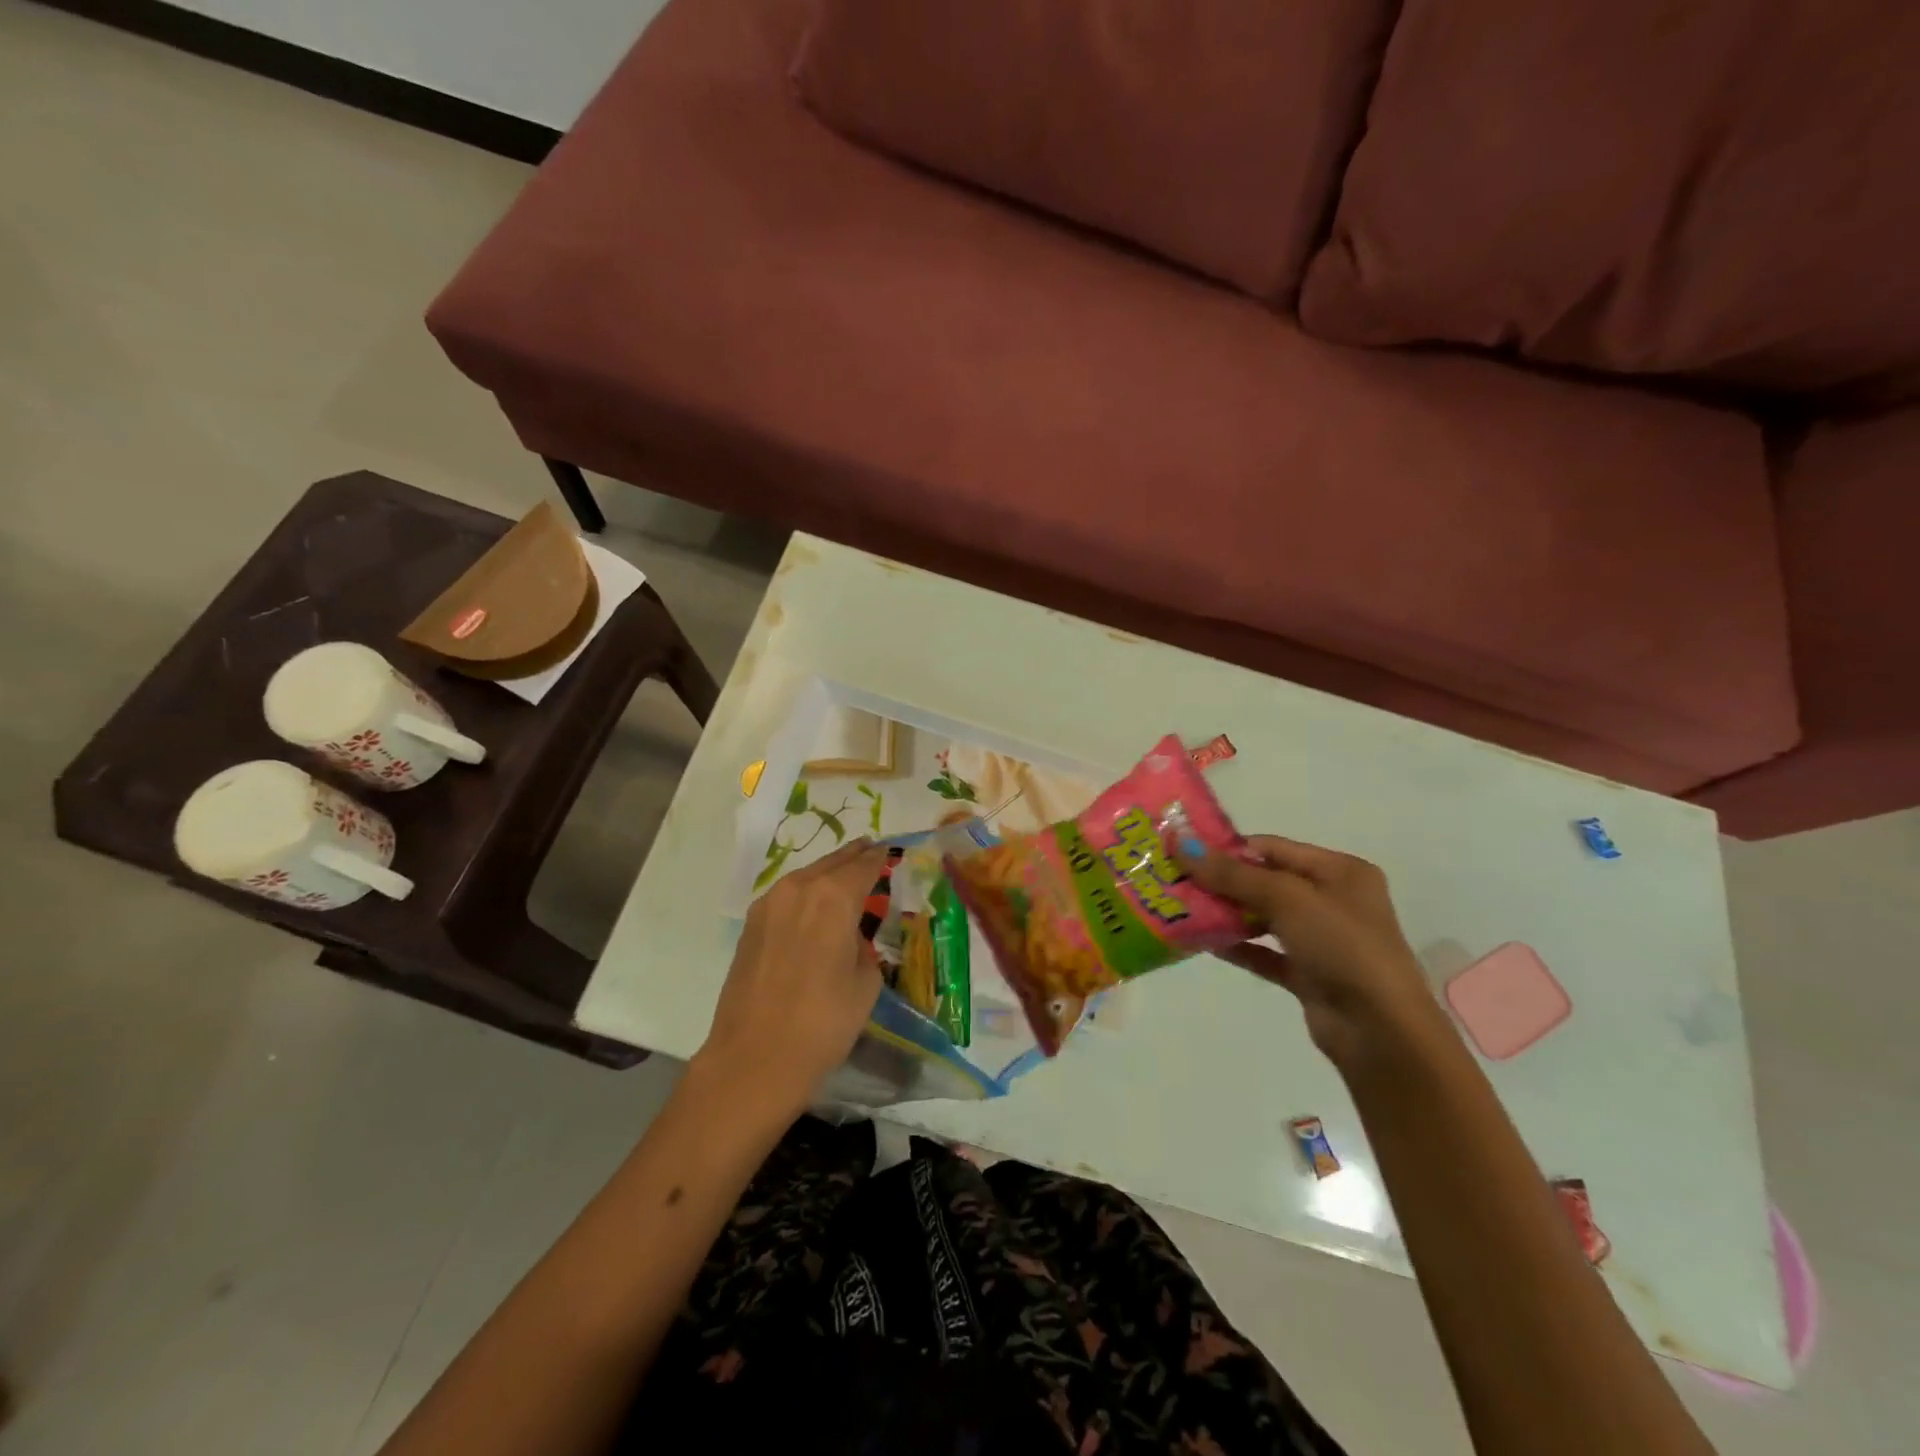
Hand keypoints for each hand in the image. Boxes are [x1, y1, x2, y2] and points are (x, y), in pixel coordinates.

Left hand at [697, 838, 889, 1114]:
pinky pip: (787, 895)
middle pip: (833, 863)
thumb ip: (864, 949)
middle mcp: (800, 889)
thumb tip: (852, 942)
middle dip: (854, 856)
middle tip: (870, 850)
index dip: (879, 857)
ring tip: (845, 875)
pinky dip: (806, 892)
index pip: (864, 865)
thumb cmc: (823, 1021)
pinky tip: (814, 904)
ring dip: (827, 872)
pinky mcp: (751, 925)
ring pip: (806, 875)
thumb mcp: (865, 984)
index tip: (889, 851)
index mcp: (834, 897)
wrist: (755, 1057)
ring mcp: (769, 905)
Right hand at [1176, 836, 1445, 1068]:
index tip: (1184, 852)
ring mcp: (1322, 939)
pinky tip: (1202, 943)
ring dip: (1226, 914)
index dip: (1229, 848)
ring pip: (1264, 917)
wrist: (1381, 1032)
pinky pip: (1266, 953)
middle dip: (1222, 881)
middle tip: (1175, 880)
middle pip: (1266, 881)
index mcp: (1340, 871)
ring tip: (1181, 909)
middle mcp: (1333, 900)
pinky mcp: (1310, 974)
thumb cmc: (1342, 947)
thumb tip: (1181, 842)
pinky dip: (1238, 946)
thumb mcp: (1287, 899)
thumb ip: (1232, 874)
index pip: (1274, 848)